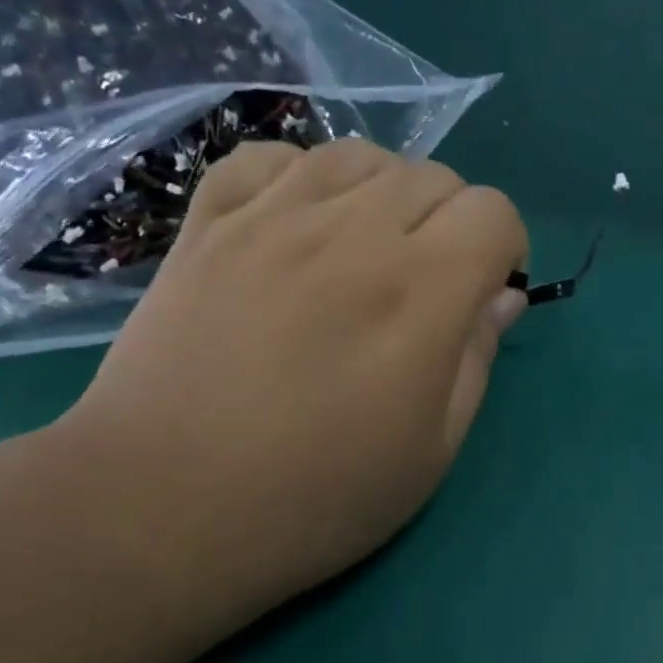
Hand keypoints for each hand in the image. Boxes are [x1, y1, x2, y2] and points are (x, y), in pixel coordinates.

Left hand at [52, 139, 527, 624]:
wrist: (159, 507)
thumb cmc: (313, 499)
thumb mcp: (430, 453)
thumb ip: (477, 360)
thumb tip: (503, 296)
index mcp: (419, 293)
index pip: (492, 210)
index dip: (504, 247)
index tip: (482, 292)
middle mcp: (351, 234)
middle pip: (433, 176)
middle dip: (450, 222)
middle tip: (424, 284)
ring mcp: (271, 219)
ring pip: (359, 156)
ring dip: (383, 194)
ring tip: (364, 248)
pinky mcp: (208, 224)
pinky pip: (270, 157)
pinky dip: (299, 178)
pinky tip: (296, 224)